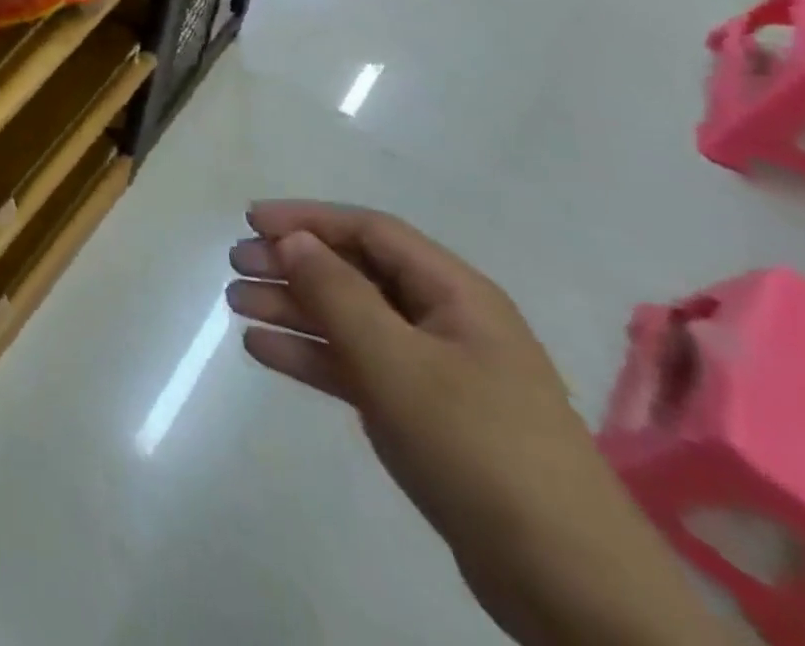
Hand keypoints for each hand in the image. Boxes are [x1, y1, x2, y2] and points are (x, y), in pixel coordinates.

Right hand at [228, 201, 729, 645]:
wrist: (569, 586)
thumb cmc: (480, 447)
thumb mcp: (399, 362)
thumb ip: (339, 293)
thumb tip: (294, 240)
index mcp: (455, 293)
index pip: (370, 232)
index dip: (309, 219)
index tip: (250, 221)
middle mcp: (443, 321)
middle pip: (355, 272)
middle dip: (292, 263)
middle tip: (236, 266)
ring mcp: (433, 370)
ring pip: (349, 319)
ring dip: (293, 307)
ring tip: (236, 304)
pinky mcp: (422, 415)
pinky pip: (355, 366)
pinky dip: (311, 355)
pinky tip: (264, 351)